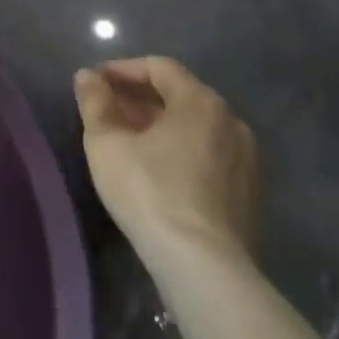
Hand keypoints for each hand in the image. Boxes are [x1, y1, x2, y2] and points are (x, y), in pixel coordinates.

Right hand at [73, 56, 260, 269]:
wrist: (206, 270)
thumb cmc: (150, 192)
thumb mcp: (106, 142)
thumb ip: (95, 101)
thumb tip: (88, 76)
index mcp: (201, 102)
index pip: (159, 67)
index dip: (123, 70)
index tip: (96, 82)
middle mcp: (231, 122)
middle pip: (180, 95)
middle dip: (141, 98)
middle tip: (109, 110)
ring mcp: (247, 161)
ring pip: (196, 127)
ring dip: (161, 125)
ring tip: (130, 141)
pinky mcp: (251, 195)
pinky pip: (210, 155)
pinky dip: (182, 150)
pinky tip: (158, 172)